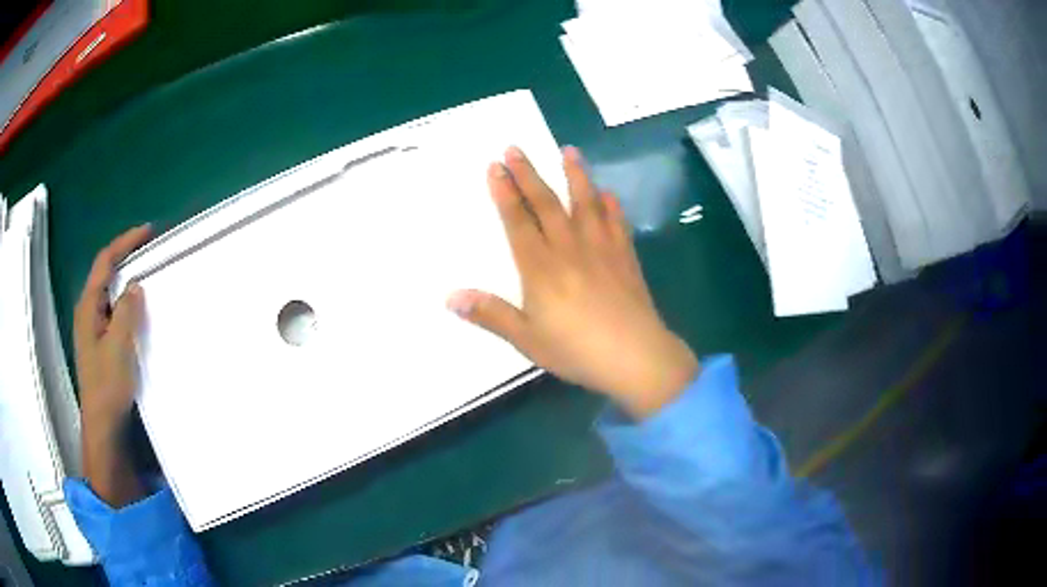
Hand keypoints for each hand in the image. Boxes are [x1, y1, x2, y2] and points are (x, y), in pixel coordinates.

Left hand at [73, 224, 150, 504]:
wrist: (102, 426)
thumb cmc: (108, 386)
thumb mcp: (118, 347)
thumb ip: (126, 312)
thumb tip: (135, 285)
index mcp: (88, 307)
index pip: (105, 262)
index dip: (125, 243)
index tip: (147, 231)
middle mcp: (87, 312)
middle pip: (104, 274)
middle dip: (125, 258)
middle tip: (149, 250)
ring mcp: (92, 329)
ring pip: (109, 294)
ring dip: (125, 281)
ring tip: (146, 274)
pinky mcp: (99, 343)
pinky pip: (112, 311)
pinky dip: (125, 302)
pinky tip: (136, 310)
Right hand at [447, 147, 697, 417]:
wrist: (635, 356)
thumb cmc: (576, 350)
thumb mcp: (527, 338)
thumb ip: (490, 315)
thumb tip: (450, 298)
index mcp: (541, 268)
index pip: (517, 221)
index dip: (504, 193)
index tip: (494, 166)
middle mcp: (569, 248)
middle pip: (546, 203)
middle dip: (528, 174)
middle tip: (515, 148)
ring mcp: (601, 249)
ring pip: (585, 203)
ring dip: (575, 175)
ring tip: (568, 150)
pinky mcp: (625, 257)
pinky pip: (616, 223)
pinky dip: (611, 205)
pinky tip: (608, 193)